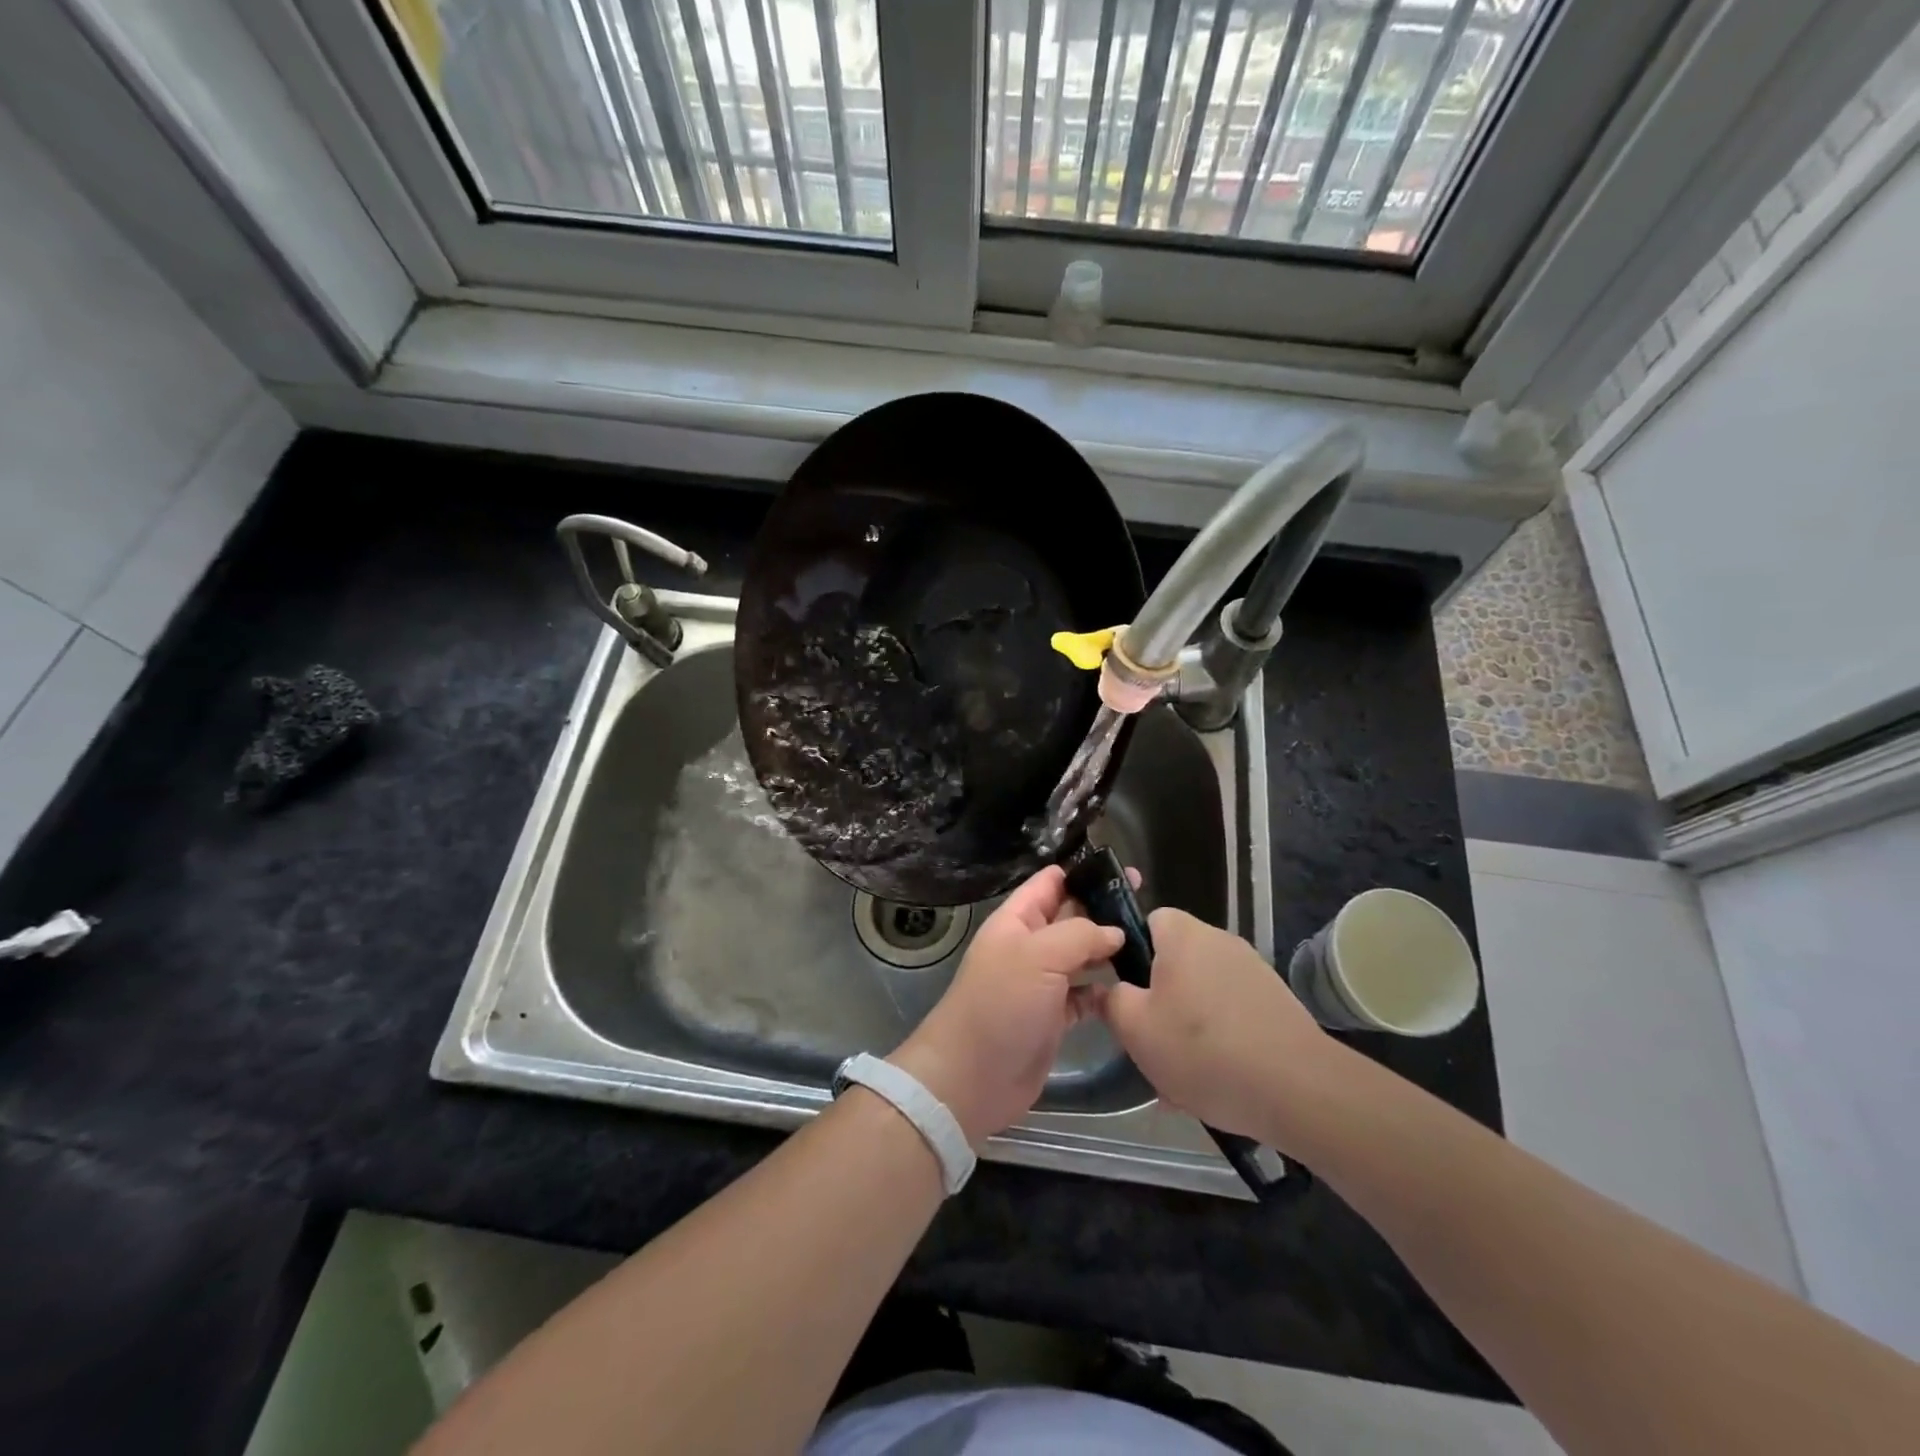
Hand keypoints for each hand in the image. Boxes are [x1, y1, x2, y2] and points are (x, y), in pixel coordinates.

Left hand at [890, 866, 1123, 1145]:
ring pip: (1082, 955)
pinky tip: (1134, 985)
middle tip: (1146, 900)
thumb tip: (1116, 931)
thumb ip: (1080, 935)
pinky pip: (1087, 994)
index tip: (1121, 869)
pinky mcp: (1056, 1016)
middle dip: (1104, 907)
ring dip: (1110, 948)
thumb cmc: (1001, 1004)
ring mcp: (1043, 982)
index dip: (1082, 872)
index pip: (1051, 883)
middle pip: (1071, 916)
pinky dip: (1107, 990)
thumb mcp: (1038, 956)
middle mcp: (1030, 945)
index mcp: (1017, 920)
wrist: (973, 1076)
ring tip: (1150, 939)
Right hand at [1089, 907, 1331, 1146]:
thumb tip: (1109, 988)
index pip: (1148, 920)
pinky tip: (1217, 1081)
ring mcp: (1254, 972)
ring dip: (1188, 1026)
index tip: (1126, 990)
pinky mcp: (1277, 1004)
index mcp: (1184, 935)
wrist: (1299, 1090)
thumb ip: (1111, 1000)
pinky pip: (1231, 1015)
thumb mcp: (1136, 1029)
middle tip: (1150, 1040)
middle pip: (1175, 961)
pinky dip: (1220, 1041)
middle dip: (1160, 998)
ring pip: (1202, 994)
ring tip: (1181, 1075)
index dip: (1130, 951)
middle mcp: (1221, 941)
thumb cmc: (1203, 1049)